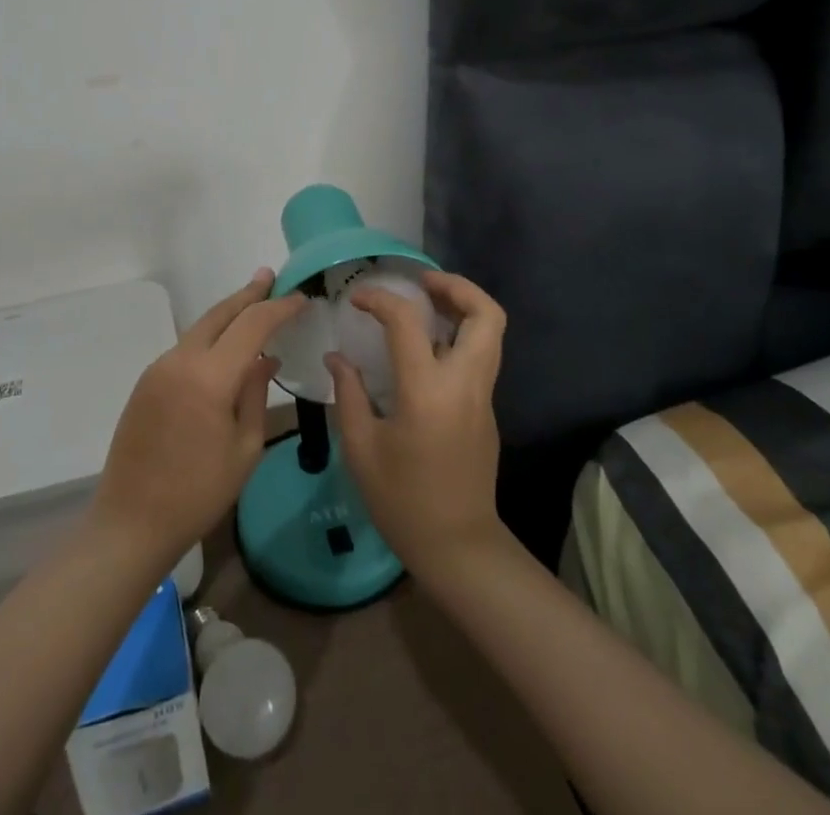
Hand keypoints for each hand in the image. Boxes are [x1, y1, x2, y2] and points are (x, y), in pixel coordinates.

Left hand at [90, 270, 302, 571]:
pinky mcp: (146, 381)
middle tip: (270, 277)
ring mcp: (158, 368)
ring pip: (200, 327)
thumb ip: (255, 394)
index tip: (301, 298)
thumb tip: (266, 357)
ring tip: (253, 304)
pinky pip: (185, 347)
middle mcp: (180, 360)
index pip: (252, 325)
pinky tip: (224, 344)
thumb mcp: (244, 449)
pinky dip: (210, 336)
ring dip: (228, 314)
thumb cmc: (198, 494)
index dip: (278, 308)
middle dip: (248, 294)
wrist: (130, 523)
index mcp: (209, 377)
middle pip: (220, 314)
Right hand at [326, 271, 507, 573]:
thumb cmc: (401, 500)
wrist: (458, 547)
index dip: (380, 299)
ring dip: (463, 307)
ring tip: (425, 303)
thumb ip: (349, 394)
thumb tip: (337, 357)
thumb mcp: (360, 448)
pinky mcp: (487, 409)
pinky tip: (427, 346)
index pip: (408, 322)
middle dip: (457, 286)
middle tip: (421, 282)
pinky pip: (481, 355)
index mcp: (427, 391)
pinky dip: (460, 334)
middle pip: (486, 315)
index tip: (357, 299)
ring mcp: (483, 396)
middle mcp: (465, 383)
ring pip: (491, 332)